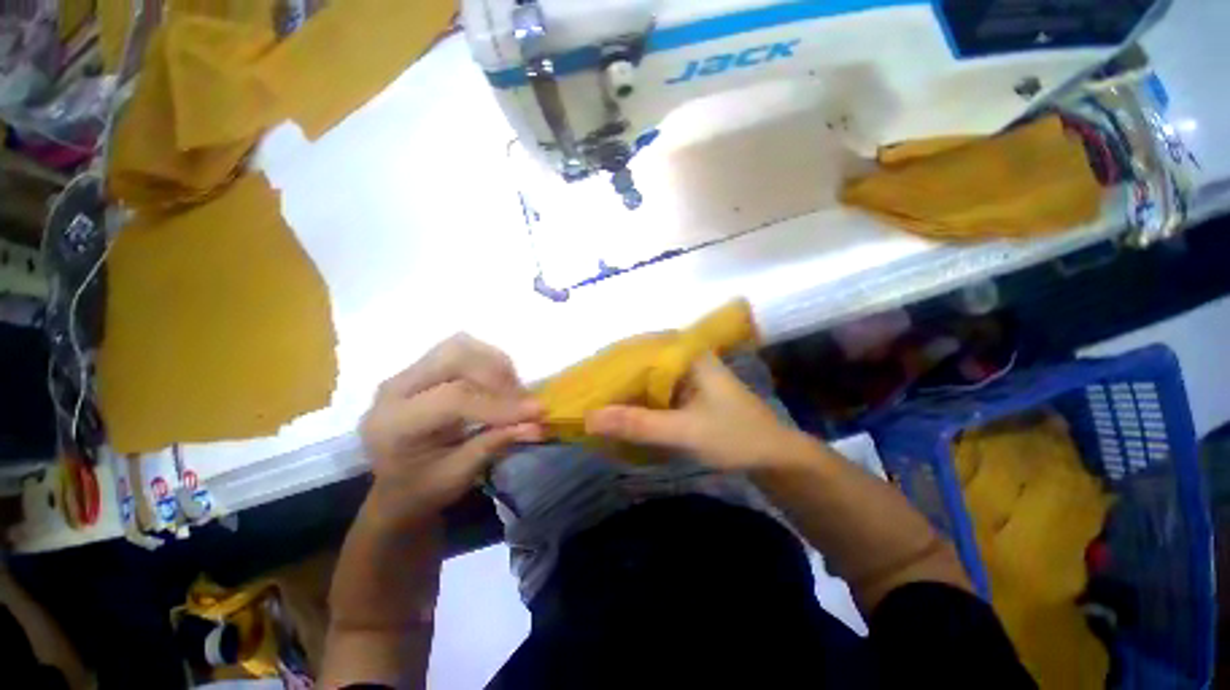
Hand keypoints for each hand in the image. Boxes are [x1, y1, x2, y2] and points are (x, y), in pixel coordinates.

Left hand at [360, 334, 543, 528]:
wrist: (395, 487)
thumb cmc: (422, 490)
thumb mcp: (457, 477)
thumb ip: (495, 444)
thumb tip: (537, 425)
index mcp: (394, 423)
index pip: (453, 398)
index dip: (500, 403)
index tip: (537, 413)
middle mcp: (395, 388)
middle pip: (456, 357)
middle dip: (498, 376)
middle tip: (523, 401)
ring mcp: (408, 373)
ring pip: (461, 346)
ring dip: (495, 365)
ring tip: (512, 392)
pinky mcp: (422, 368)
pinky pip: (462, 350)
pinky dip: (489, 362)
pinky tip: (499, 385)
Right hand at [585, 354, 807, 470]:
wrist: (777, 460)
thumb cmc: (736, 437)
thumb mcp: (684, 431)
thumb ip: (638, 424)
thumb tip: (589, 418)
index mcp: (689, 357)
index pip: (641, 348)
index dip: (612, 359)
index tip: (586, 374)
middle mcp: (687, 363)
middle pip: (642, 364)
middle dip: (615, 378)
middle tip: (584, 392)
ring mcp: (689, 381)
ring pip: (648, 381)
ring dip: (625, 393)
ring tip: (595, 402)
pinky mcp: (690, 399)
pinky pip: (657, 397)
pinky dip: (639, 405)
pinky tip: (621, 415)